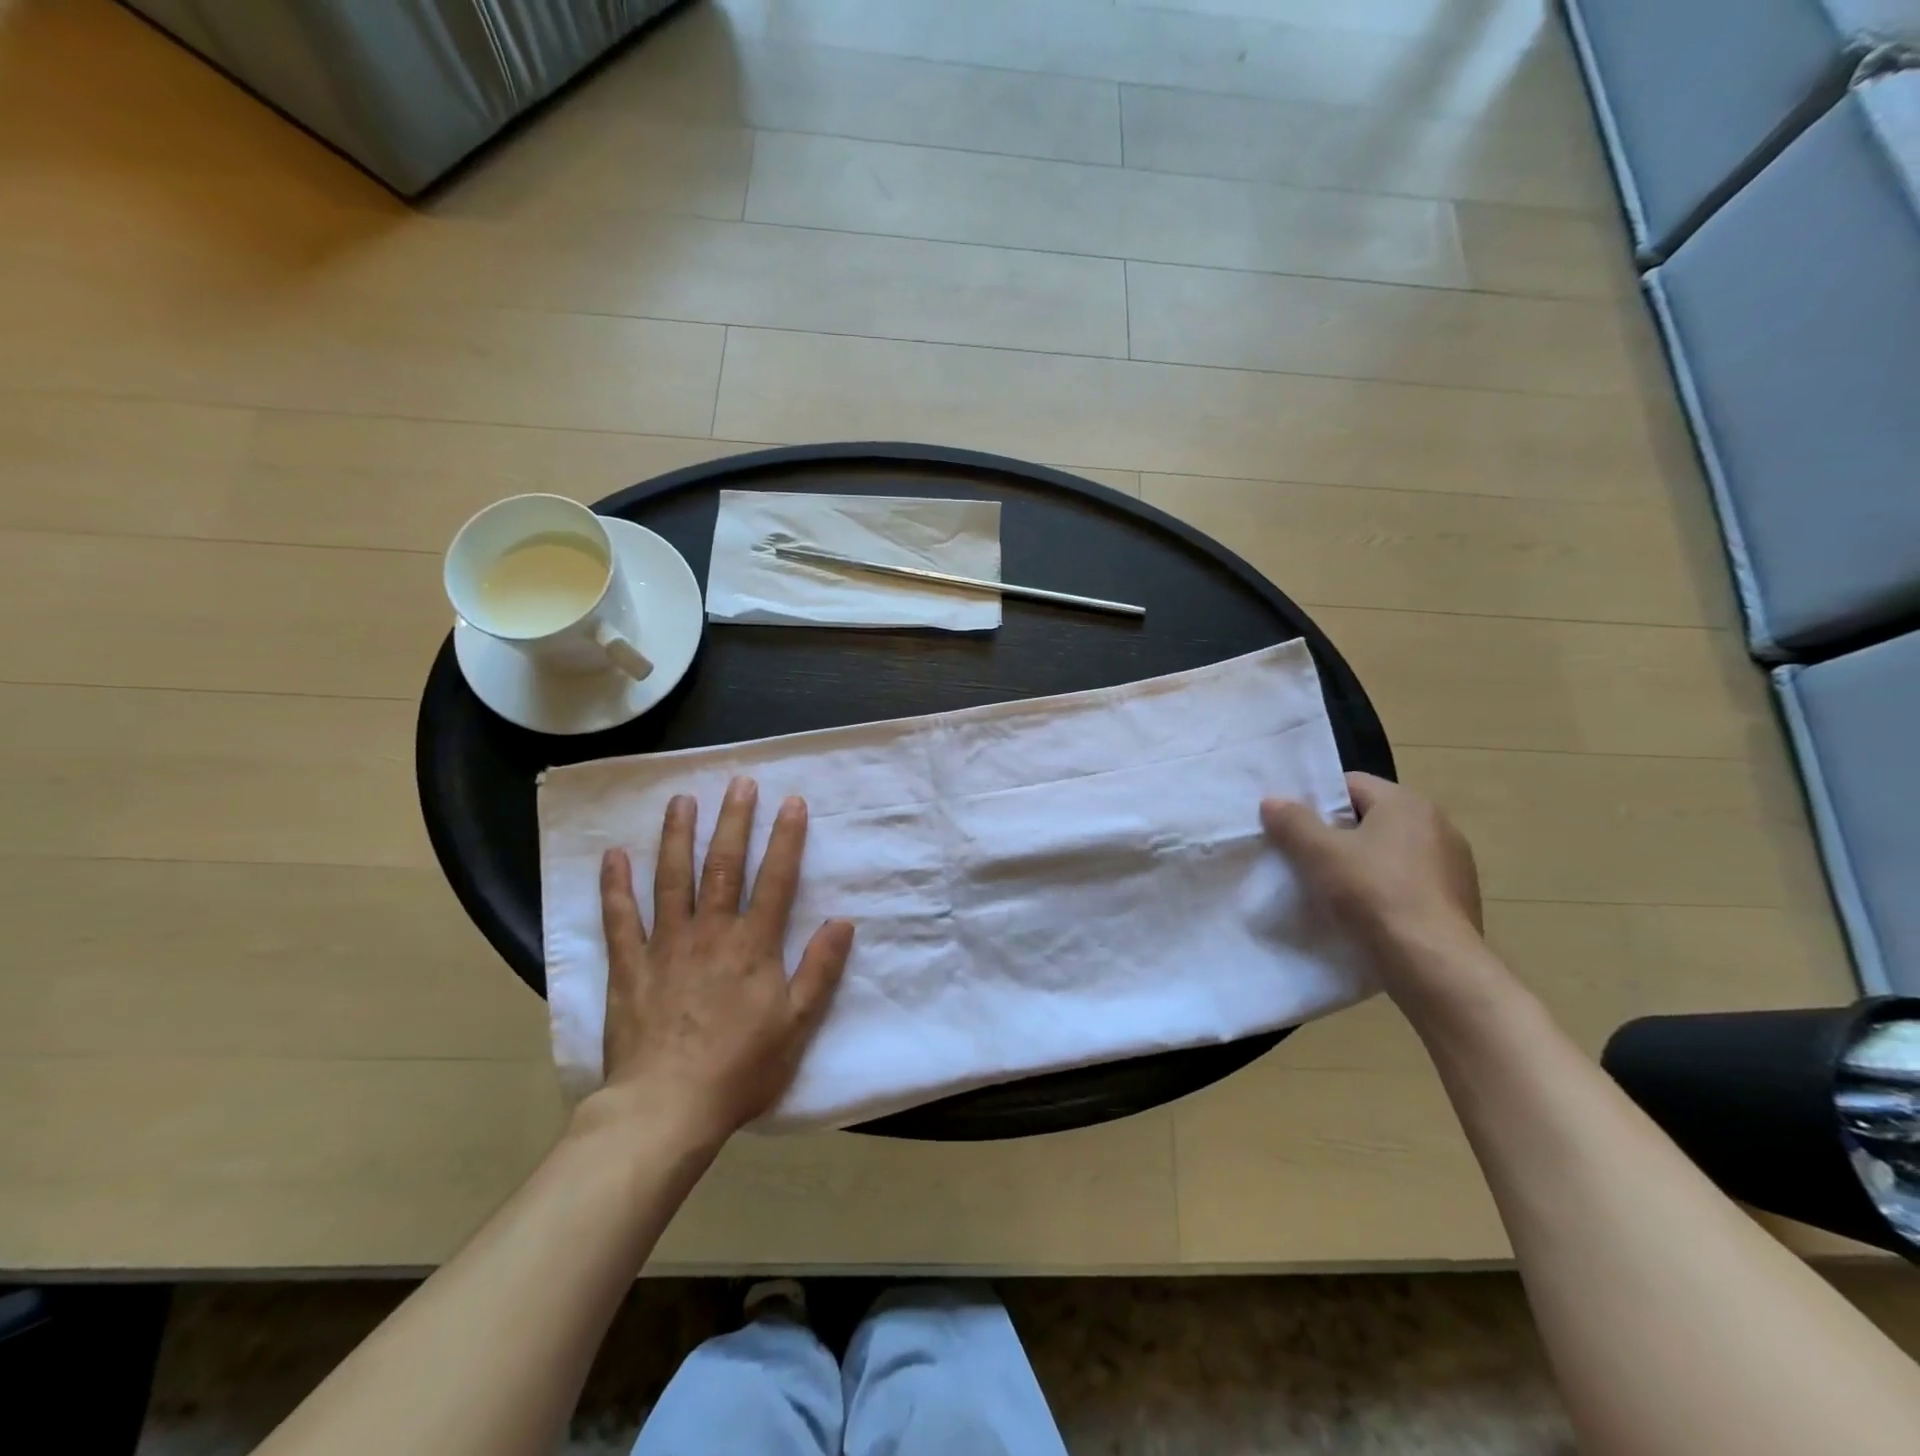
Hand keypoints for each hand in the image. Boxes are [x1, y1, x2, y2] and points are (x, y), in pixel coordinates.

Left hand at [588, 776, 854, 1148]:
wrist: (666, 1108)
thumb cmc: (740, 1068)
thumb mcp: (797, 1024)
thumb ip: (820, 969)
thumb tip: (843, 921)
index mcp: (753, 944)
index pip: (775, 879)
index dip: (786, 839)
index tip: (791, 802)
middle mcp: (711, 932)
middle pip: (723, 866)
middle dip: (733, 821)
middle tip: (738, 782)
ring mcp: (666, 945)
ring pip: (672, 879)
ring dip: (678, 837)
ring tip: (682, 800)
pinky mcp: (630, 966)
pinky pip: (621, 918)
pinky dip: (616, 885)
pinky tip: (614, 855)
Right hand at [1261, 772, 1483, 980]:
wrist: (1432, 964)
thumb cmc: (1373, 894)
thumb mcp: (1320, 853)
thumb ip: (1293, 822)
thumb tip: (1273, 801)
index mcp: (1407, 803)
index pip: (1351, 785)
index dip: (1317, 801)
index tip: (1293, 826)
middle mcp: (1438, 825)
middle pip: (1372, 818)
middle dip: (1338, 834)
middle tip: (1305, 857)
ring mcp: (1454, 865)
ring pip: (1391, 852)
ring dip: (1363, 863)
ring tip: (1333, 889)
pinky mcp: (1459, 900)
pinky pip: (1410, 883)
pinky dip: (1387, 890)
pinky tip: (1367, 913)